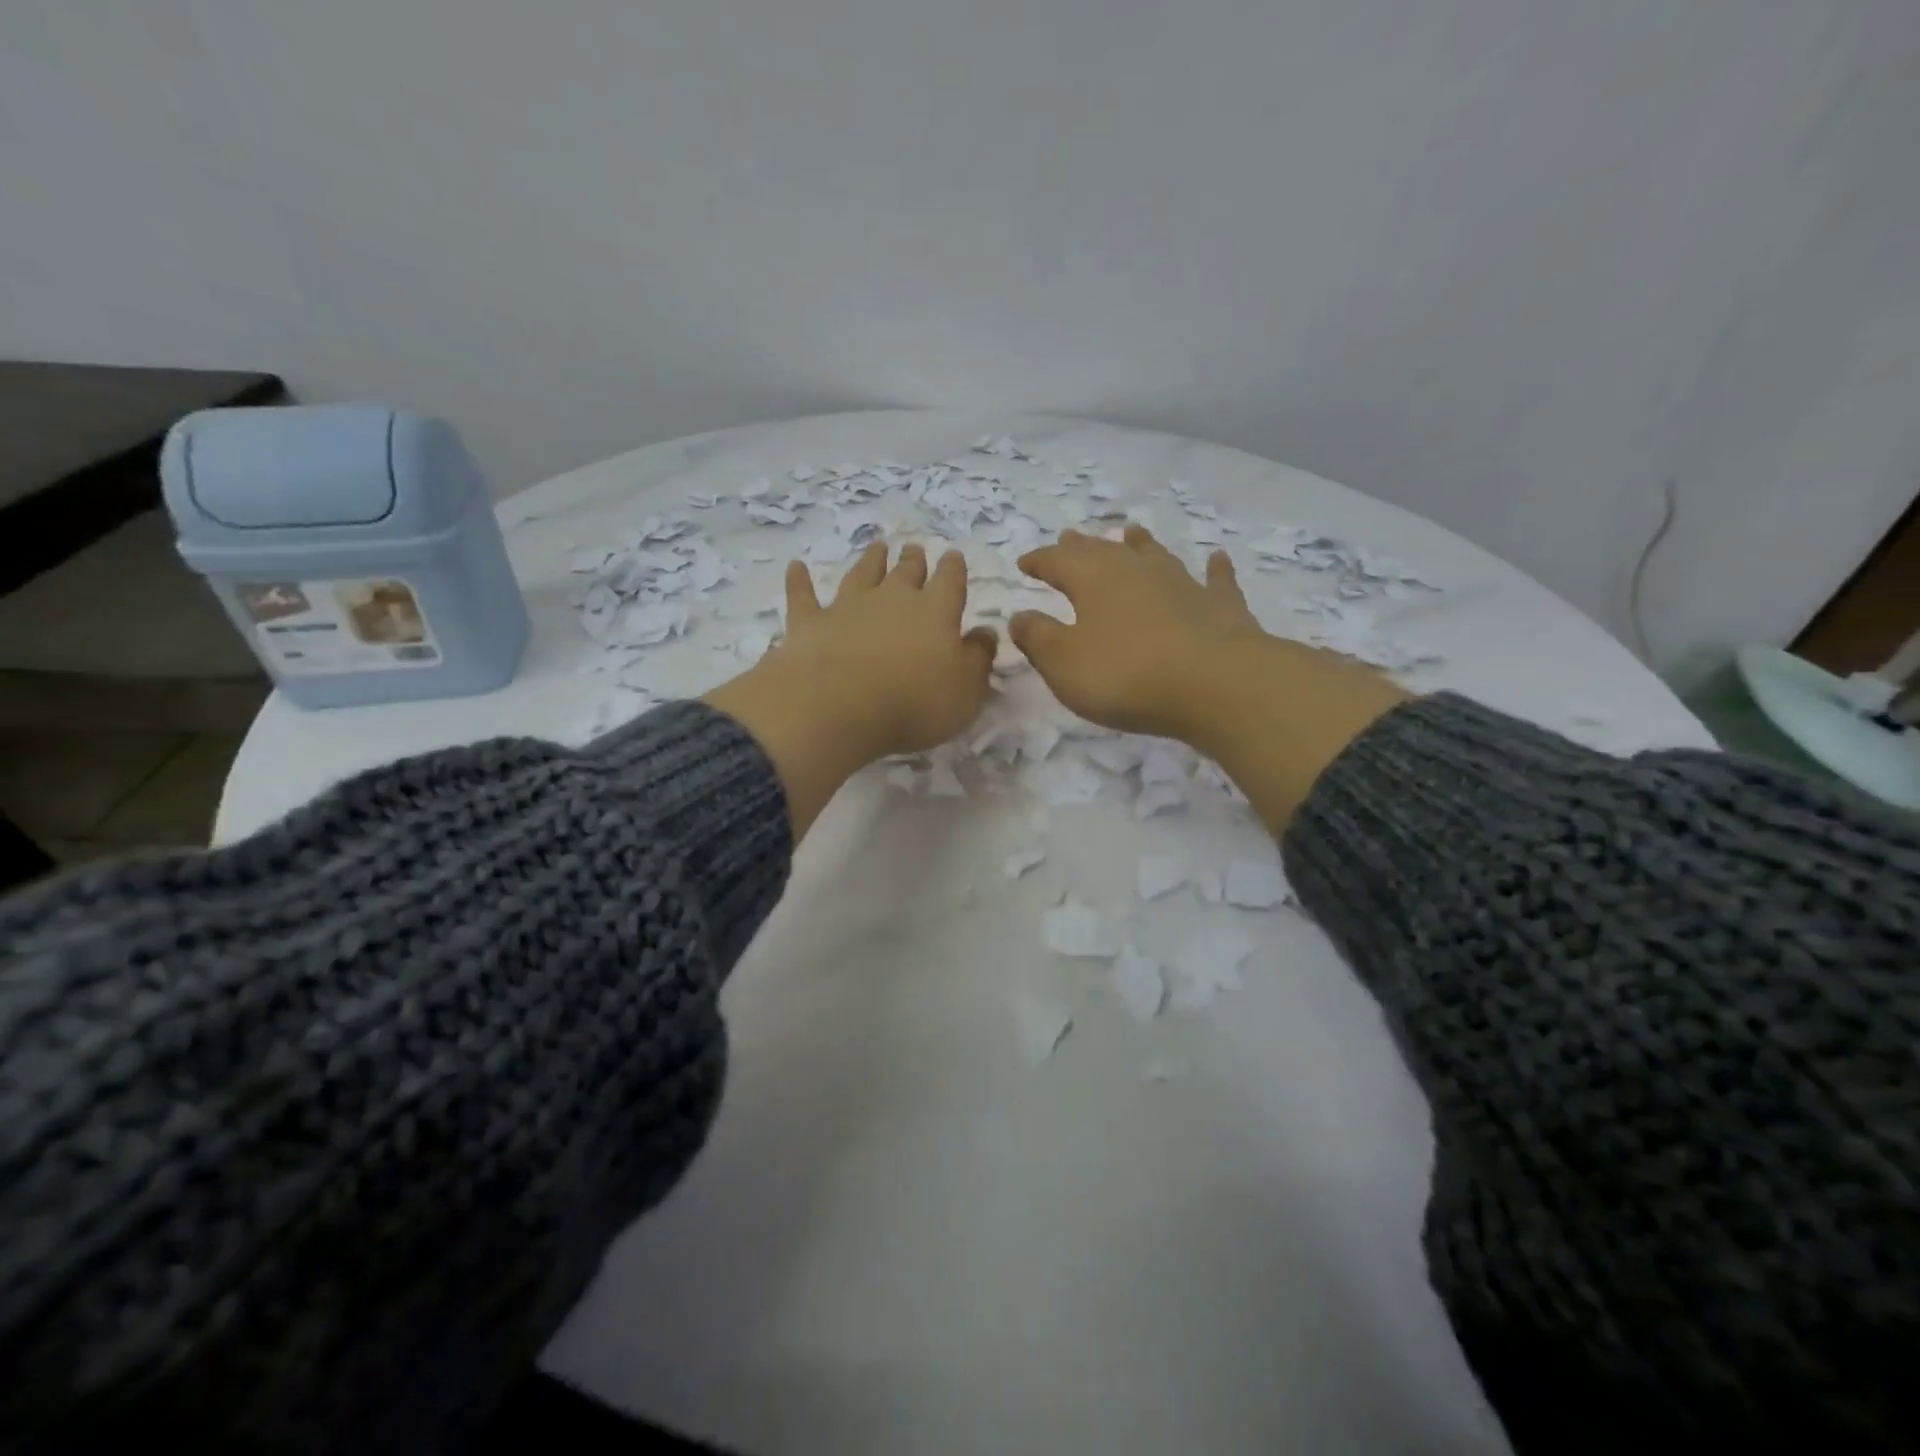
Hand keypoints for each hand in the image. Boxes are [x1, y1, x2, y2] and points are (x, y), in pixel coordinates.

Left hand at [704, 541, 995, 836]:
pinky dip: (799, 581)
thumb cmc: (914, 703)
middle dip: (914, 560)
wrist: (837, 706)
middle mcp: (892, 599)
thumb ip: (978, 659)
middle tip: (915, 548)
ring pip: (862, 574)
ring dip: (871, 560)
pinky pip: (803, 595)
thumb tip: (986, 633)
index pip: (950, 582)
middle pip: (906, 573)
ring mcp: (847, 607)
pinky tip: (796, 567)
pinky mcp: (809, 622)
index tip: (953, 556)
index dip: (953, 569)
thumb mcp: (965, 692)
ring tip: (877, 546)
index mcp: (936, 612)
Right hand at [1009, 525, 1265, 740]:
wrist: (1213, 684)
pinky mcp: (1220, 607)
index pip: (1057, 562)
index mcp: (1093, 580)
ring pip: (1155, 556)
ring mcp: (1182, 584)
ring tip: (1132, 531)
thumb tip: (1020, 616)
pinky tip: (1217, 558)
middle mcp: (1136, 571)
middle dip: (1082, 547)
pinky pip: (1215, 580)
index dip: (1040, 561)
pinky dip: (1215, 569)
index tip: (1025, 562)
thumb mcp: (1063, 663)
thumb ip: (1038, 638)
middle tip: (1069, 537)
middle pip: (1104, 551)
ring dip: (1141, 544)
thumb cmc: (1125, 675)